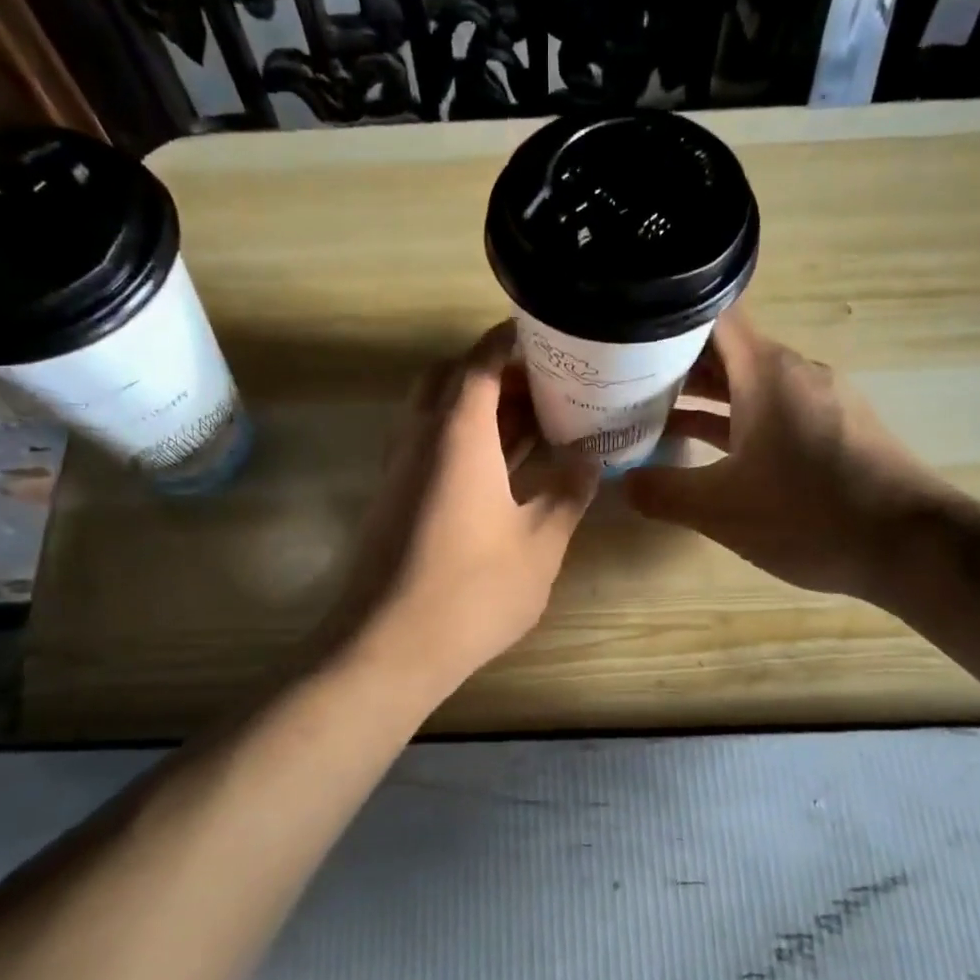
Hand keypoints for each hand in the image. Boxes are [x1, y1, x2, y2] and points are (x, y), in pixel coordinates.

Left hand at [329, 321, 599, 692]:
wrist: (389, 646)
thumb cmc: (473, 590)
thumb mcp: (540, 542)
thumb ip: (568, 493)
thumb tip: (590, 460)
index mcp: (457, 434)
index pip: (479, 362)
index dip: (508, 340)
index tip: (543, 333)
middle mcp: (419, 438)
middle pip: (449, 380)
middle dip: (494, 373)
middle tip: (542, 387)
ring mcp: (399, 469)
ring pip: (435, 414)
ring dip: (477, 408)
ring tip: (531, 423)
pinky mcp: (392, 499)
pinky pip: (428, 447)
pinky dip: (462, 441)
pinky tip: (500, 470)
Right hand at [623, 309, 948, 602]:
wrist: (911, 547)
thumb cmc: (810, 515)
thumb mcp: (721, 509)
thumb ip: (663, 493)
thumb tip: (624, 483)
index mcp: (767, 371)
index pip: (709, 318)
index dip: (663, 323)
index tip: (623, 339)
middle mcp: (795, 373)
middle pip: (725, 350)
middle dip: (673, 364)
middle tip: (620, 381)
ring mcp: (817, 402)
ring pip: (748, 384)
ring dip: (702, 397)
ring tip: (649, 413)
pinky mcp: (832, 431)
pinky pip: (771, 412)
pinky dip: (734, 421)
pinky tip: (705, 449)